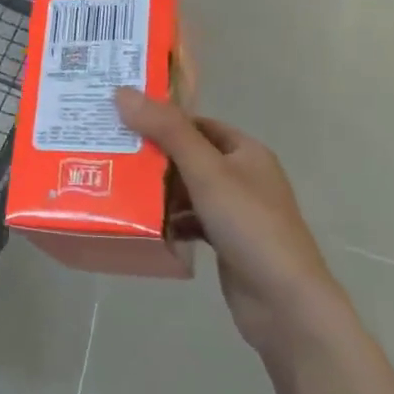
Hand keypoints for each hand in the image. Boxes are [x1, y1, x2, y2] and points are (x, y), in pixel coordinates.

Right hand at [115, 88, 346, 349]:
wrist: (284, 302)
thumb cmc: (249, 225)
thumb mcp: (206, 171)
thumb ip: (167, 131)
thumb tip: (122, 91)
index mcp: (246, 152)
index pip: (196, 124)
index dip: (161, 120)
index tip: (120, 120)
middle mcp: (243, 177)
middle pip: (189, 156)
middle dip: (152, 157)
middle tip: (109, 152)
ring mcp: (235, 211)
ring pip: (187, 190)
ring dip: (158, 190)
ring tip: (116, 186)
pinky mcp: (226, 241)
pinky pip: (190, 221)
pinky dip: (169, 220)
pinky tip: (143, 224)